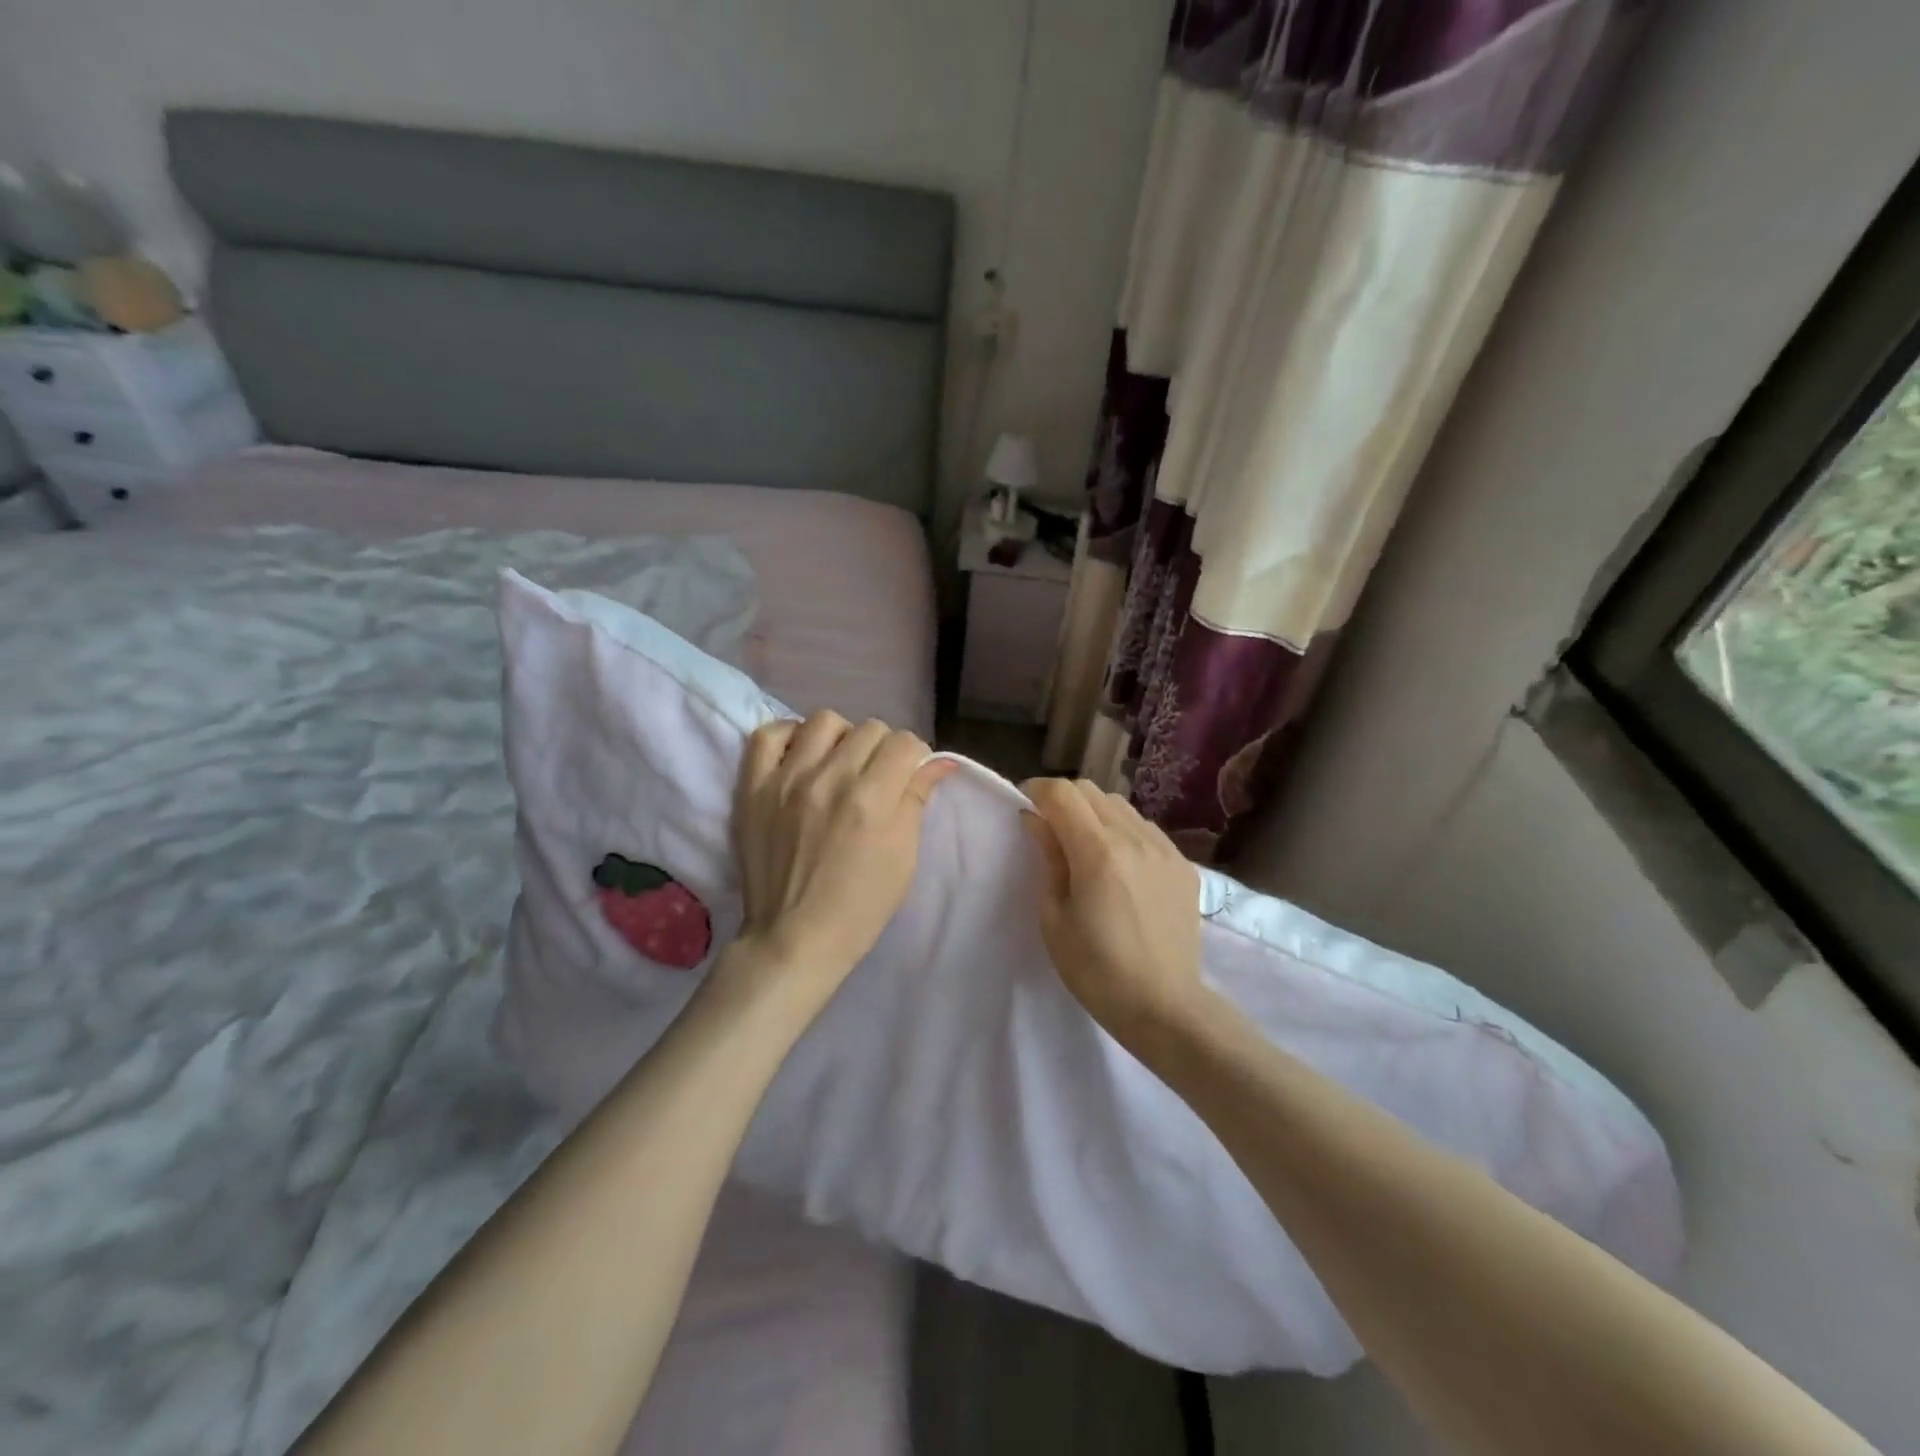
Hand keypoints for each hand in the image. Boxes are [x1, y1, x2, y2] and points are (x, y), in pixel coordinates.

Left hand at [728, 712, 954, 1009]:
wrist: (795, 938)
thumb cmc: (861, 906)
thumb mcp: (904, 857)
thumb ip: (917, 800)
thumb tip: (941, 762)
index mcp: (872, 799)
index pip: (904, 743)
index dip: (914, 757)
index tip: (909, 776)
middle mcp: (829, 778)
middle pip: (870, 729)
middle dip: (883, 749)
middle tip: (877, 777)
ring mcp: (786, 780)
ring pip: (824, 721)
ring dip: (842, 738)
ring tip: (838, 764)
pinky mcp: (753, 788)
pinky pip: (768, 734)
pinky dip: (790, 737)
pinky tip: (800, 756)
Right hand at [1020, 779, 1204, 1043]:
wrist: (1164, 1006)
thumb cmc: (1096, 970)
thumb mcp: (1054, 919)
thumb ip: (1047, 859)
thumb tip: (1036, 821)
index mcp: (1098, 852)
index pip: (1062, 793)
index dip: (1037, 791)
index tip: (1024, 806)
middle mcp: (1135, 839)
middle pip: (1091, 790)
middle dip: (1063, 799)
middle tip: (1049, 827)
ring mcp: (1165, 849)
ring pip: (1121, 805)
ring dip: (1094, 812)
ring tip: (1084, 844)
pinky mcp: (1183, 865)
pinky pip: (1146, 828)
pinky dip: (1123, 831)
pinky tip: (1119, 863)